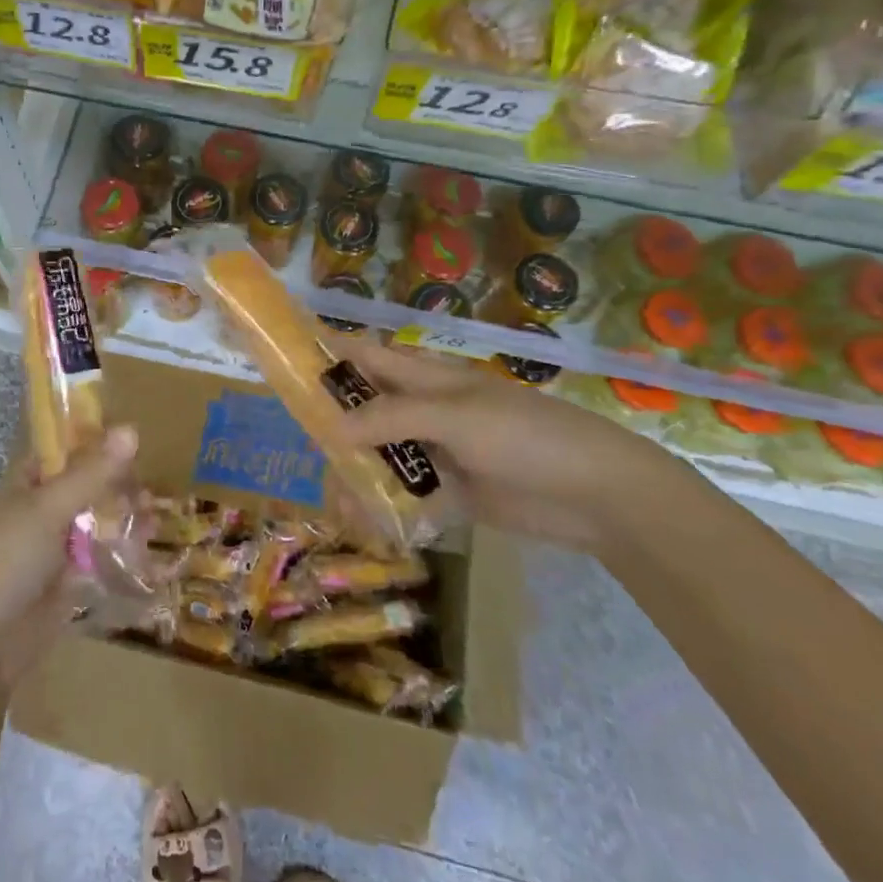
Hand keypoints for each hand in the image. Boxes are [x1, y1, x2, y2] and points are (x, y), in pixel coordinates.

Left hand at [0, 427, 138, 696]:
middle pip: (88, 484)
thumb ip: (92, 473)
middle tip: (149, 488)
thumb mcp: (49, 509)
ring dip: (125, 514)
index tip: (134, 439)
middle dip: (119, 483)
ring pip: (98, 519)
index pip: (65, 449)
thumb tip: (132, 430)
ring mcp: (57, 546)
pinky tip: (147, 543)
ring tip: (153, 517)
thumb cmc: (7, 562)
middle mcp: (43, 509)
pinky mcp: (71, 579)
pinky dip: (124, 547)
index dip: (96, 441)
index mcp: (27, 483)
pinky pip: (102, 554)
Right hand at [333, 337, 687, 552]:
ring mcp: (439, 452)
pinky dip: (387, 510)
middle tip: (307, 455)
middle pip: (366, 412)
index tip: (284, 362)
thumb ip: (393, 419)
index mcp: (426, 377)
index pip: (366, 357)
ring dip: (358, 478)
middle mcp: (425, 410)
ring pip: (383, 458)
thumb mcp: (455, 416)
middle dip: (334, 429)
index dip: (328, 354)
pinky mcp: (454, 494)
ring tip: (337, 507)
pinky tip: (367, 527)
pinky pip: (408, 497)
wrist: (598, 495)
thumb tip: (333, 428)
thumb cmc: (524, 435)